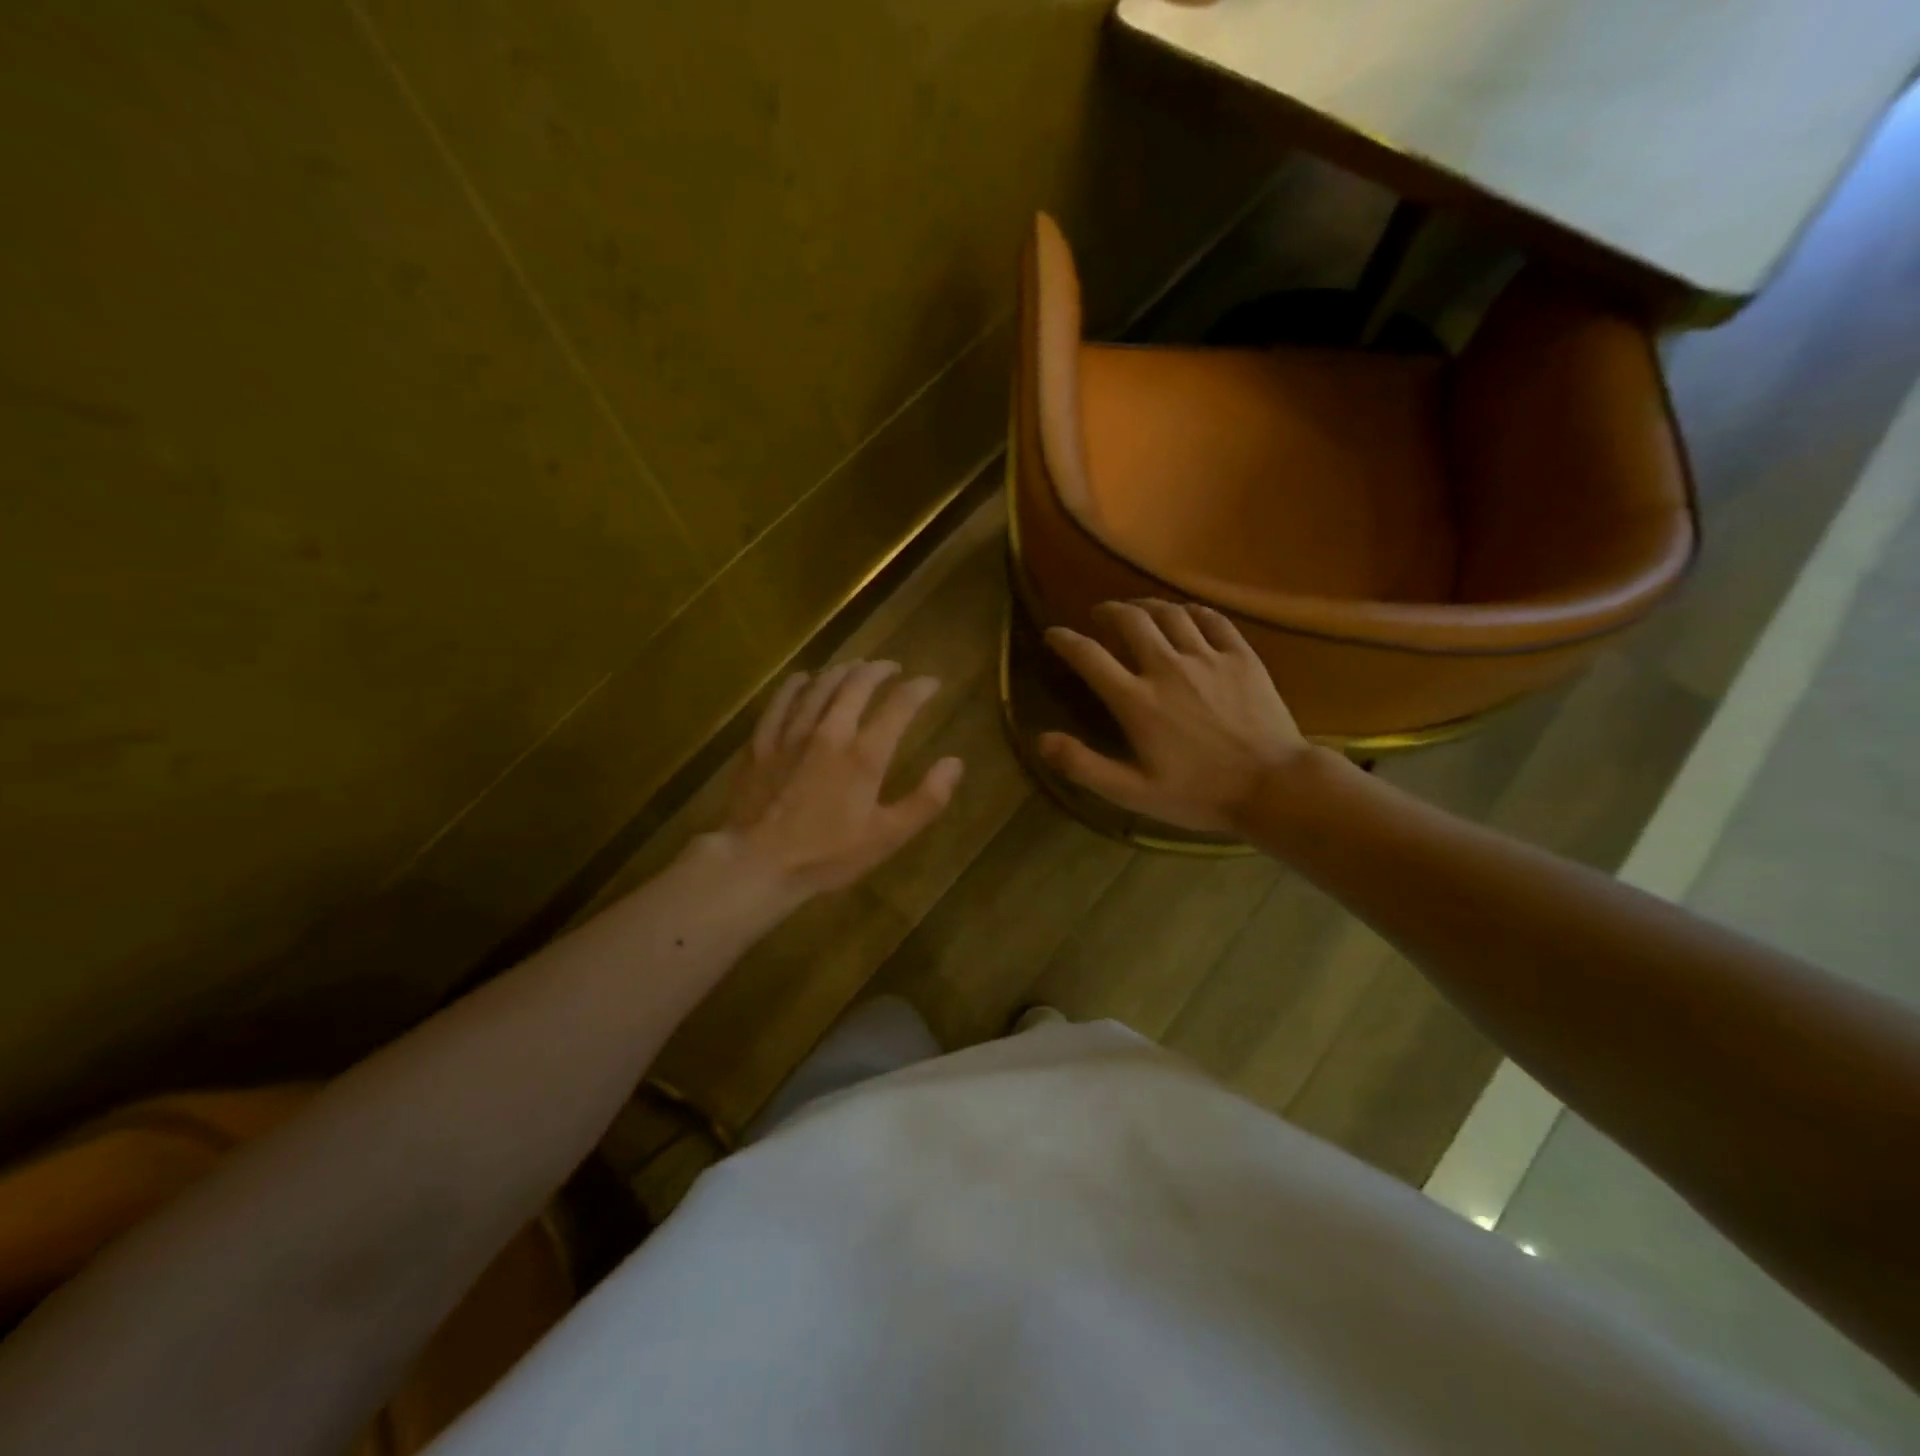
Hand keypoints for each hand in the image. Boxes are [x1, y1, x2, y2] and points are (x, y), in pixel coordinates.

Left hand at [717, 660, 963, 895]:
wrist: (756, 863)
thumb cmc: (827, 855)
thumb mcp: (887, 837)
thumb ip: (926, 800)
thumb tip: (955, 762)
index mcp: (864, 754)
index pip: (899, 706)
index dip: (919, 689)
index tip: (932, 682)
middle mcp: (830, 732)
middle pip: (856, 684)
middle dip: (879, 670)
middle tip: (892, 667)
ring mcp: (791, 733)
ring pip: (819, 686)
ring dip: (842, 671)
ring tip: (854, 667)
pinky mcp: (762, 742)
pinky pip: (781, 700)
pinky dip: (797, 684)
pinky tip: (804, 679)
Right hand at [1039, 600, 1316, 833]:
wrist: (1274, 787)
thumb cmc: (1199, 794)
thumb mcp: (1133, 792)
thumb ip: (1084, 765)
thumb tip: (1041, 740)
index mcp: (1137, 701)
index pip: (1089, 656)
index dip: (1065, 640)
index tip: (1053, 634)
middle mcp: (1168, 667)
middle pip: (1130, 620)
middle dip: (1108, 611)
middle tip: (1099, 615)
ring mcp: (1208, 657)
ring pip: (1170, 613)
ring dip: (1146, 605)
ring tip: (1137, 609)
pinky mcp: (1242, 656)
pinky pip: (1213, 619)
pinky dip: (1192, 610)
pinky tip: (1186, 615)